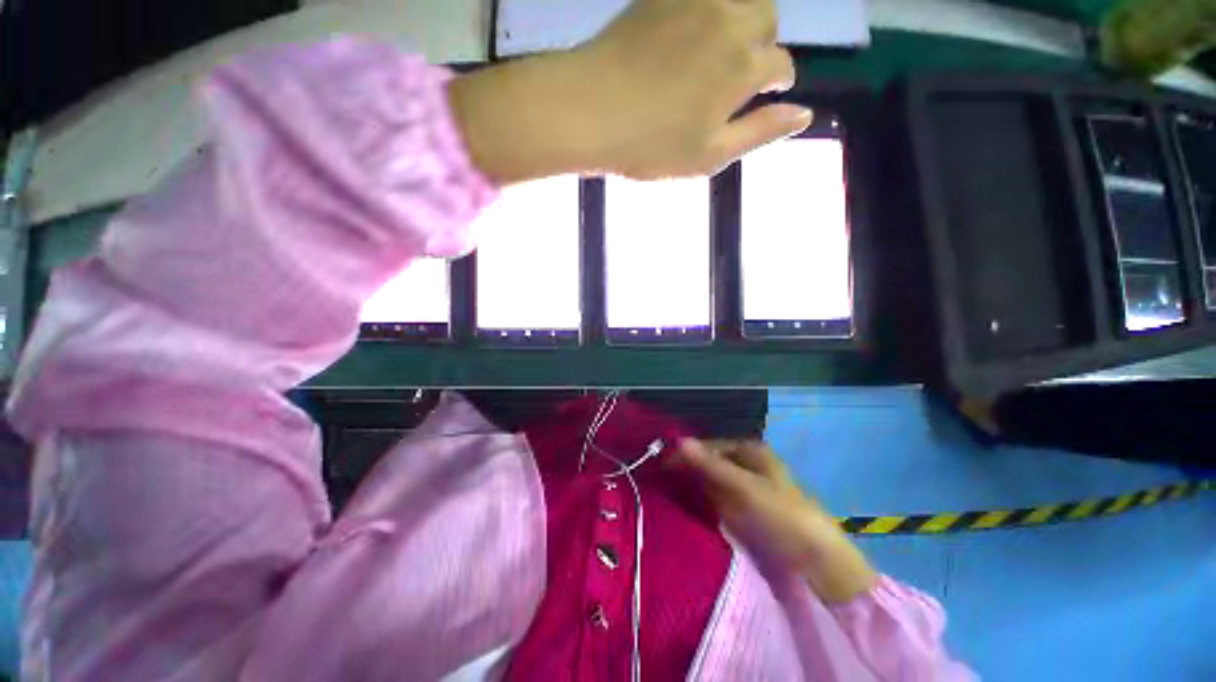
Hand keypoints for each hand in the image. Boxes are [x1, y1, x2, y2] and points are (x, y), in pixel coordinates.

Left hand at [449, 0, 810, 183]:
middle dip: (762, 44)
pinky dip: (707, 12)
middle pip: (767, 19)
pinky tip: (690, 34)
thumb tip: (804, 115)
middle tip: (738, 72)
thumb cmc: (651, 145)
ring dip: (741, 20)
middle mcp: (729, 22)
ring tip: (718, 50)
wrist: (589, 111)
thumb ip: (759, 133)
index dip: (777, 82)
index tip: (764, 95)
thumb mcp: (709, 155)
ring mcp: (695, 3)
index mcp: (744, 67)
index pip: (781, 65)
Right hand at [674, 439, 877, 603]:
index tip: (662, 465)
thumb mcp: (744, 486)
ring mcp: (742, 489)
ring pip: (708, 480)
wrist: (814, 563)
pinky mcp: (740, 511)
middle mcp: (744, 465)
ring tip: (664, 491)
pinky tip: (682, 504)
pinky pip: (713, 500)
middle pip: (708, 462)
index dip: (687, 453)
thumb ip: (710, 465)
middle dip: (687, 468)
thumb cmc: (781, 514)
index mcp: (749, 451)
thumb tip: (678, 440)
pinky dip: (699, 500)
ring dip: (690, 484)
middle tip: (660, 479)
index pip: (709, 446)